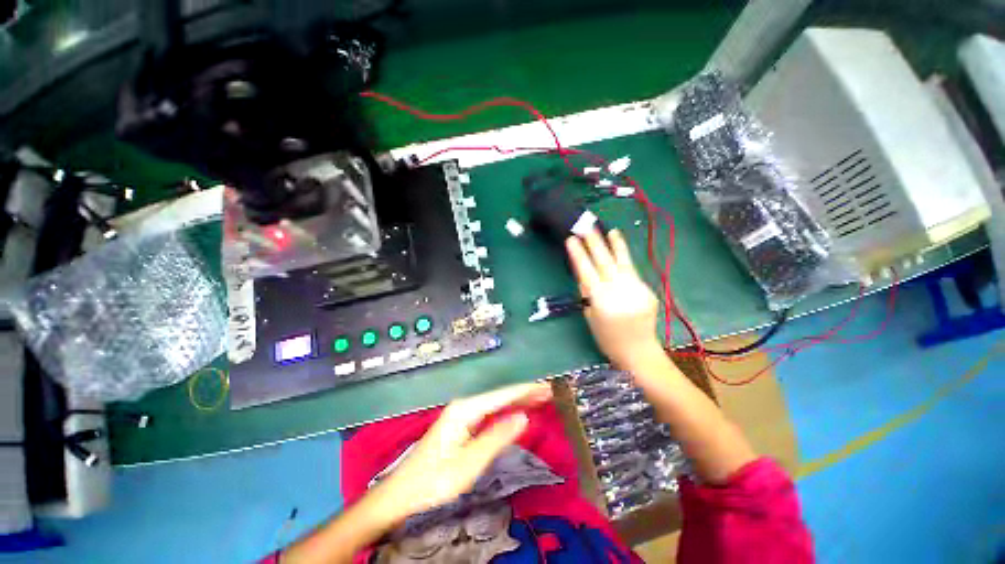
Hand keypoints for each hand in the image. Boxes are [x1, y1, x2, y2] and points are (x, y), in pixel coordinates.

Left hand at [368, 382, 552, 524]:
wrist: (403, 493)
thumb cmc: (435, 480)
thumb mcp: (469, 463)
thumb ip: (497, 438)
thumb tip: (523, 418)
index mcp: (465, 410)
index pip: (501, 395)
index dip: (525, 391)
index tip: (545, 387)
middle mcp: (464, 405)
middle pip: (499, 395)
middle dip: (524, 392)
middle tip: (548, 391)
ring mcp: (461, 413)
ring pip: (495, 402)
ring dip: (517, 399)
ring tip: (538, 397)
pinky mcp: (461, 423)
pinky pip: (489, 411)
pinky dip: (506, 409)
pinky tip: (515, 410)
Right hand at [566, 229, 661, 367]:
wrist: (638, 351)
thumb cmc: (607, 338)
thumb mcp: (590, 316)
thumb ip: (588, 294)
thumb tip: (584, 275)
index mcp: (601, 300)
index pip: (586, 271)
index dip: (578, 254)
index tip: (571, 239)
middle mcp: (619, 290)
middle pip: (604, 262)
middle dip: (594, 242)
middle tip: (586, 226)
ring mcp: (636, 288)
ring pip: (623, 261)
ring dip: (616, 245)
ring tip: (611, 230)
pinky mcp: (646, 289)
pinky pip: (632, 272)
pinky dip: (624, 261)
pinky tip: (619, 252)